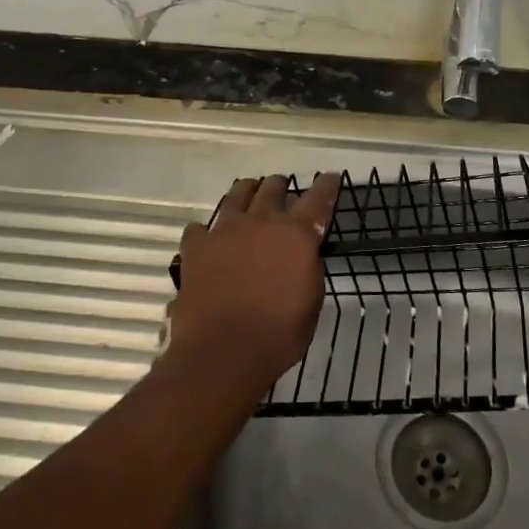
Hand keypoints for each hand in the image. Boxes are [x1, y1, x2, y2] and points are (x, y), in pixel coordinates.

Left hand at [166, 173, 339, 387]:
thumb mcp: (311, 302)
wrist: (223, 351)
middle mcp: (261, 221)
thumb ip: (309, 268)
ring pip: (236, 195)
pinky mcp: (197, 246)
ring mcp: (225, 230)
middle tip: (283, 188)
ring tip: (248, 192)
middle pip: (272, 188)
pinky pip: (200, 227)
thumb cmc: (278, 334)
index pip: (318, 199)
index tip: (331, 177)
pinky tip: (207, 237)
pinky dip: (207, 230)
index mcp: (296, 234)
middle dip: (280, 186)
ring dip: (246, 192)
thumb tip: (304, 253)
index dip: (327, 186)